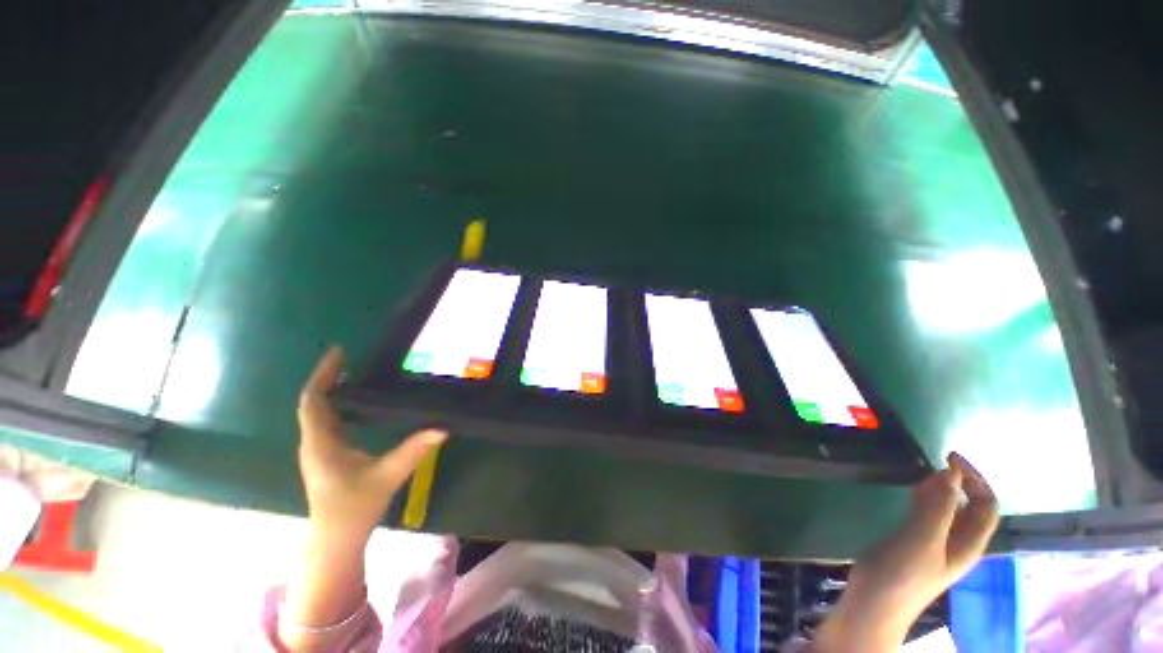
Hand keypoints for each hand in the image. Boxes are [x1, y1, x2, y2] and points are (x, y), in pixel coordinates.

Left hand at [282, 346, 446, 646]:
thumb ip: (413, 450)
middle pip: (314, 402)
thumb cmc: (354, 508)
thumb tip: (442, 428)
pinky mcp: (326, 456)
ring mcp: (318, 450)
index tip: (339, 352)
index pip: (314, 400)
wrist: (336, 540)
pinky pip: (326, 421)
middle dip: (329, 377)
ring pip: (318, 412)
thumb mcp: (386, 476)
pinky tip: (357, 403)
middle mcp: (315, 442)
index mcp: (322, 442)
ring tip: (355, 373)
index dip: (324, 375)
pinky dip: (337, 405)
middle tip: (351, 358)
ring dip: (332, 390)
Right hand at [815, 452, 999, 651]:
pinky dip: (927, 500)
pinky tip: (911, 495)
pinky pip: (931, 517)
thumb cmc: (899, 575)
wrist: (871, 607)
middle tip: (935, 462)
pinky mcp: (914, 547)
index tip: (948, 457)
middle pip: (973, 509)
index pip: (987, 506)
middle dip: (962, 482)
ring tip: (923, 474)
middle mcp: (957, 544)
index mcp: (967, 544)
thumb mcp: (920, 540)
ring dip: (944, 490)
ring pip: (951, 512)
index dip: (975, 479)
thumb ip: (937, 508)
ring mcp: (935, 547)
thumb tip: (950, 472)